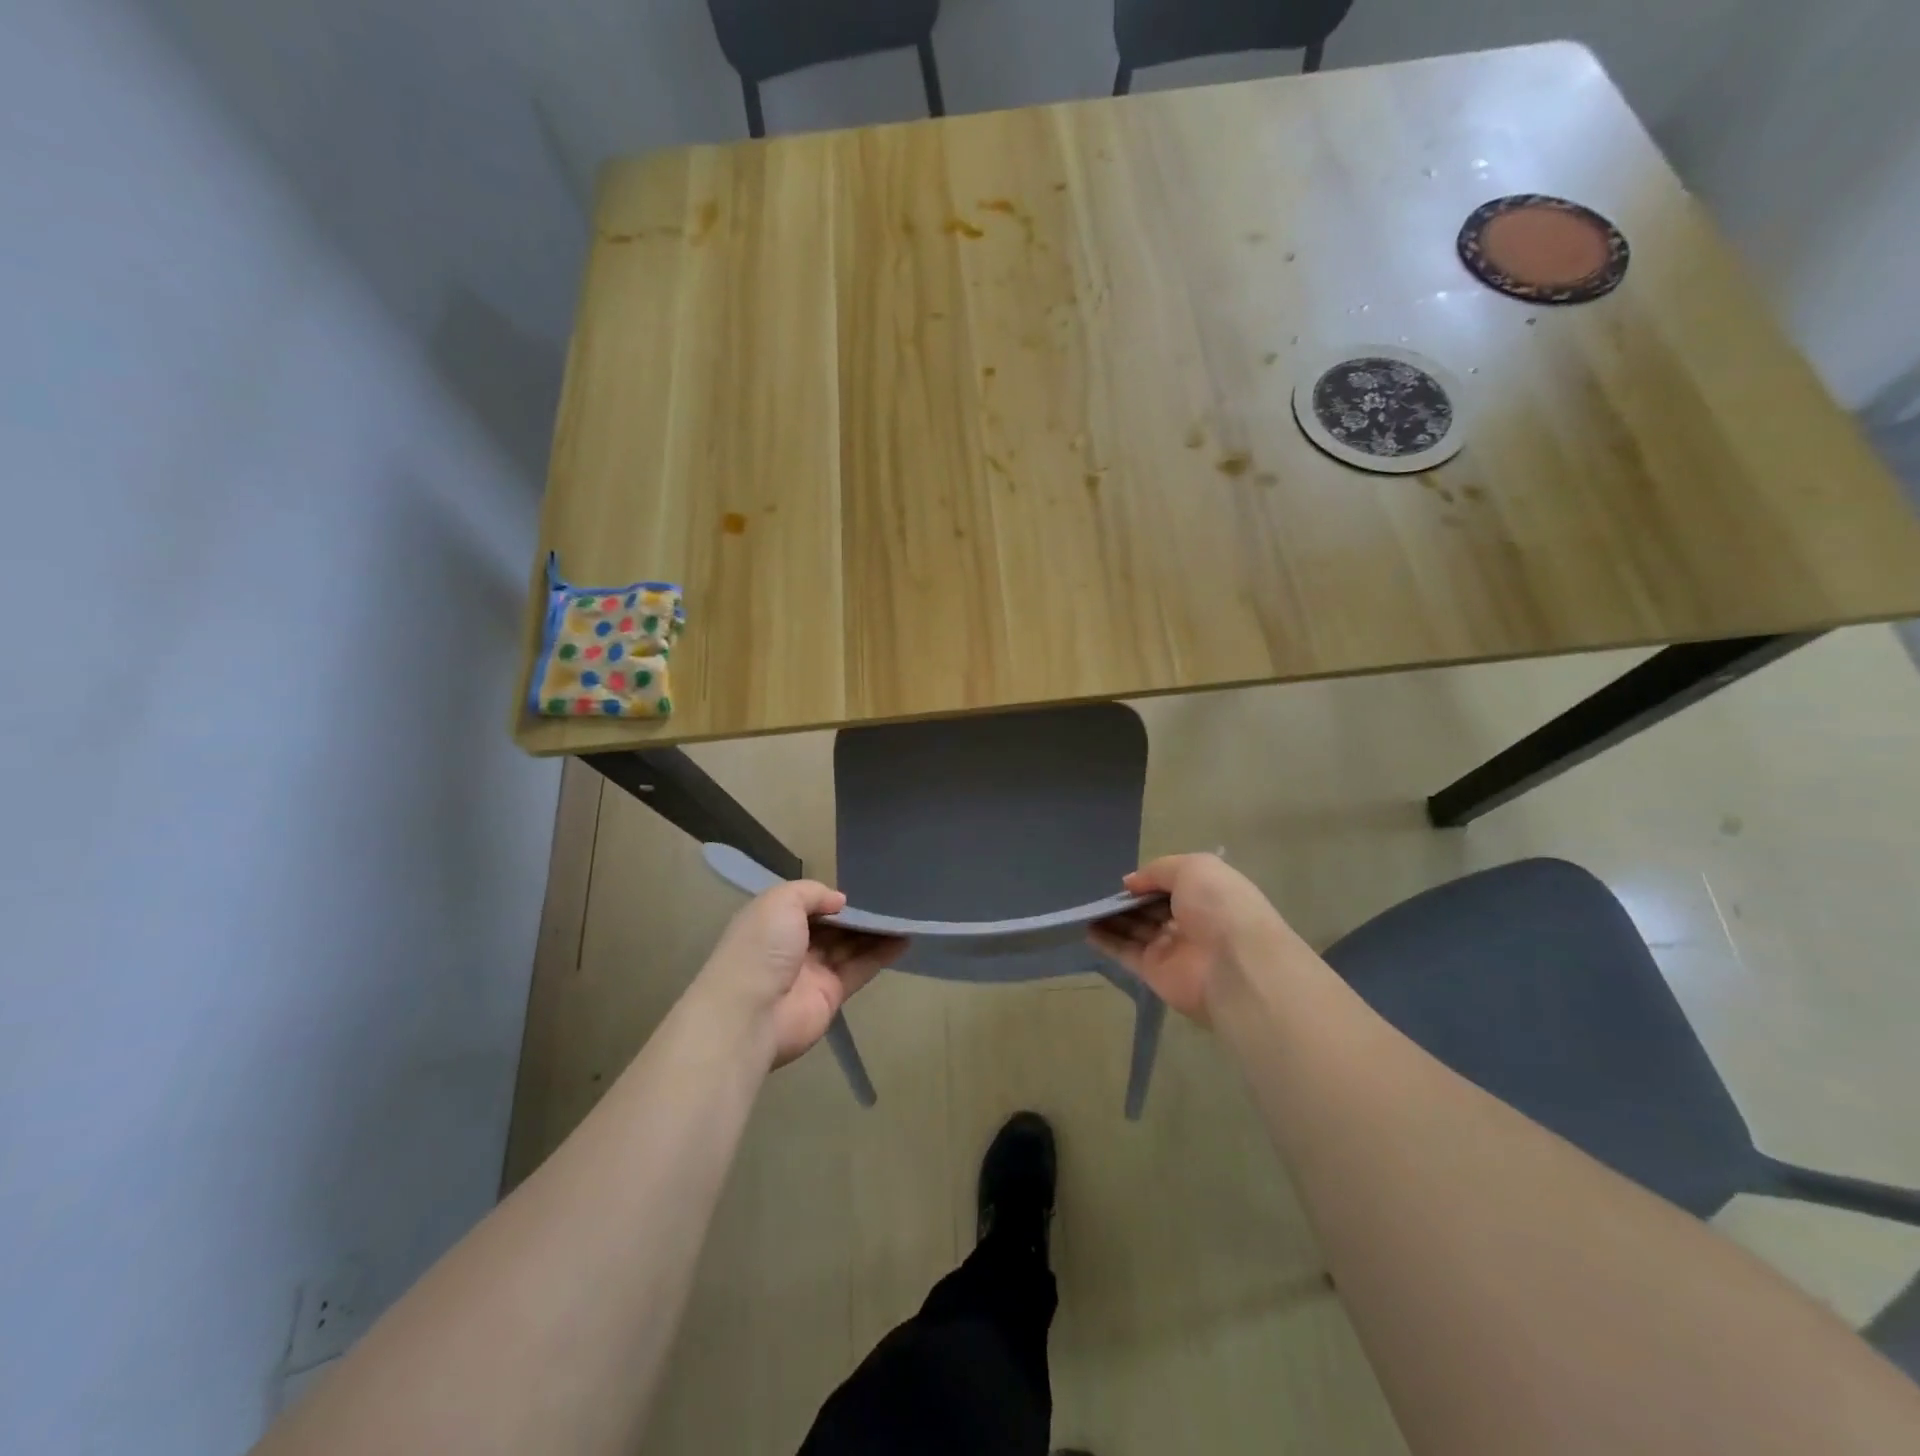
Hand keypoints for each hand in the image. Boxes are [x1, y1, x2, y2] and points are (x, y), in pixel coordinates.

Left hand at [695, 881, 907, 1067]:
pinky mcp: (831, 995)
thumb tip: (839, 901)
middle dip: (856, 915)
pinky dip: (882, 954)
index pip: (806, 906)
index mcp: (773, 922)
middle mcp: (792, 946)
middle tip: (889, 900)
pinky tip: (904, 940)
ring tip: (904, 916)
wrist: (751, 1013)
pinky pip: (860, 969)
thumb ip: (812, 893)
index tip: (857, 890)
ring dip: (875, 932)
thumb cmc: (762, 947)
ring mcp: (812, 972)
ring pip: (849, 946)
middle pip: (831, 927)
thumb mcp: (781, 901)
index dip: (829, 898)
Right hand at [1089, 854, 1289, 1025]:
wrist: (1234, 965)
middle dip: (1131, 900)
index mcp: (1208, 895)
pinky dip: (1106, 940)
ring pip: (1137, 929)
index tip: (1128, 880)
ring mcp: (1172, 948)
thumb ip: (1157, 871)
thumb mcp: (1192, 868)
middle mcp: (1192, 921)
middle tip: (1101, 892)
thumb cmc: (1219, 906)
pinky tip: (1085, 928)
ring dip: (1113, 918)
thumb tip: (1130, 883)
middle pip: (1153, 908)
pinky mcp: (1154, 972)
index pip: (1174, 885)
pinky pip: (1125, 952)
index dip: (1151, 880)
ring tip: (1086, 906)